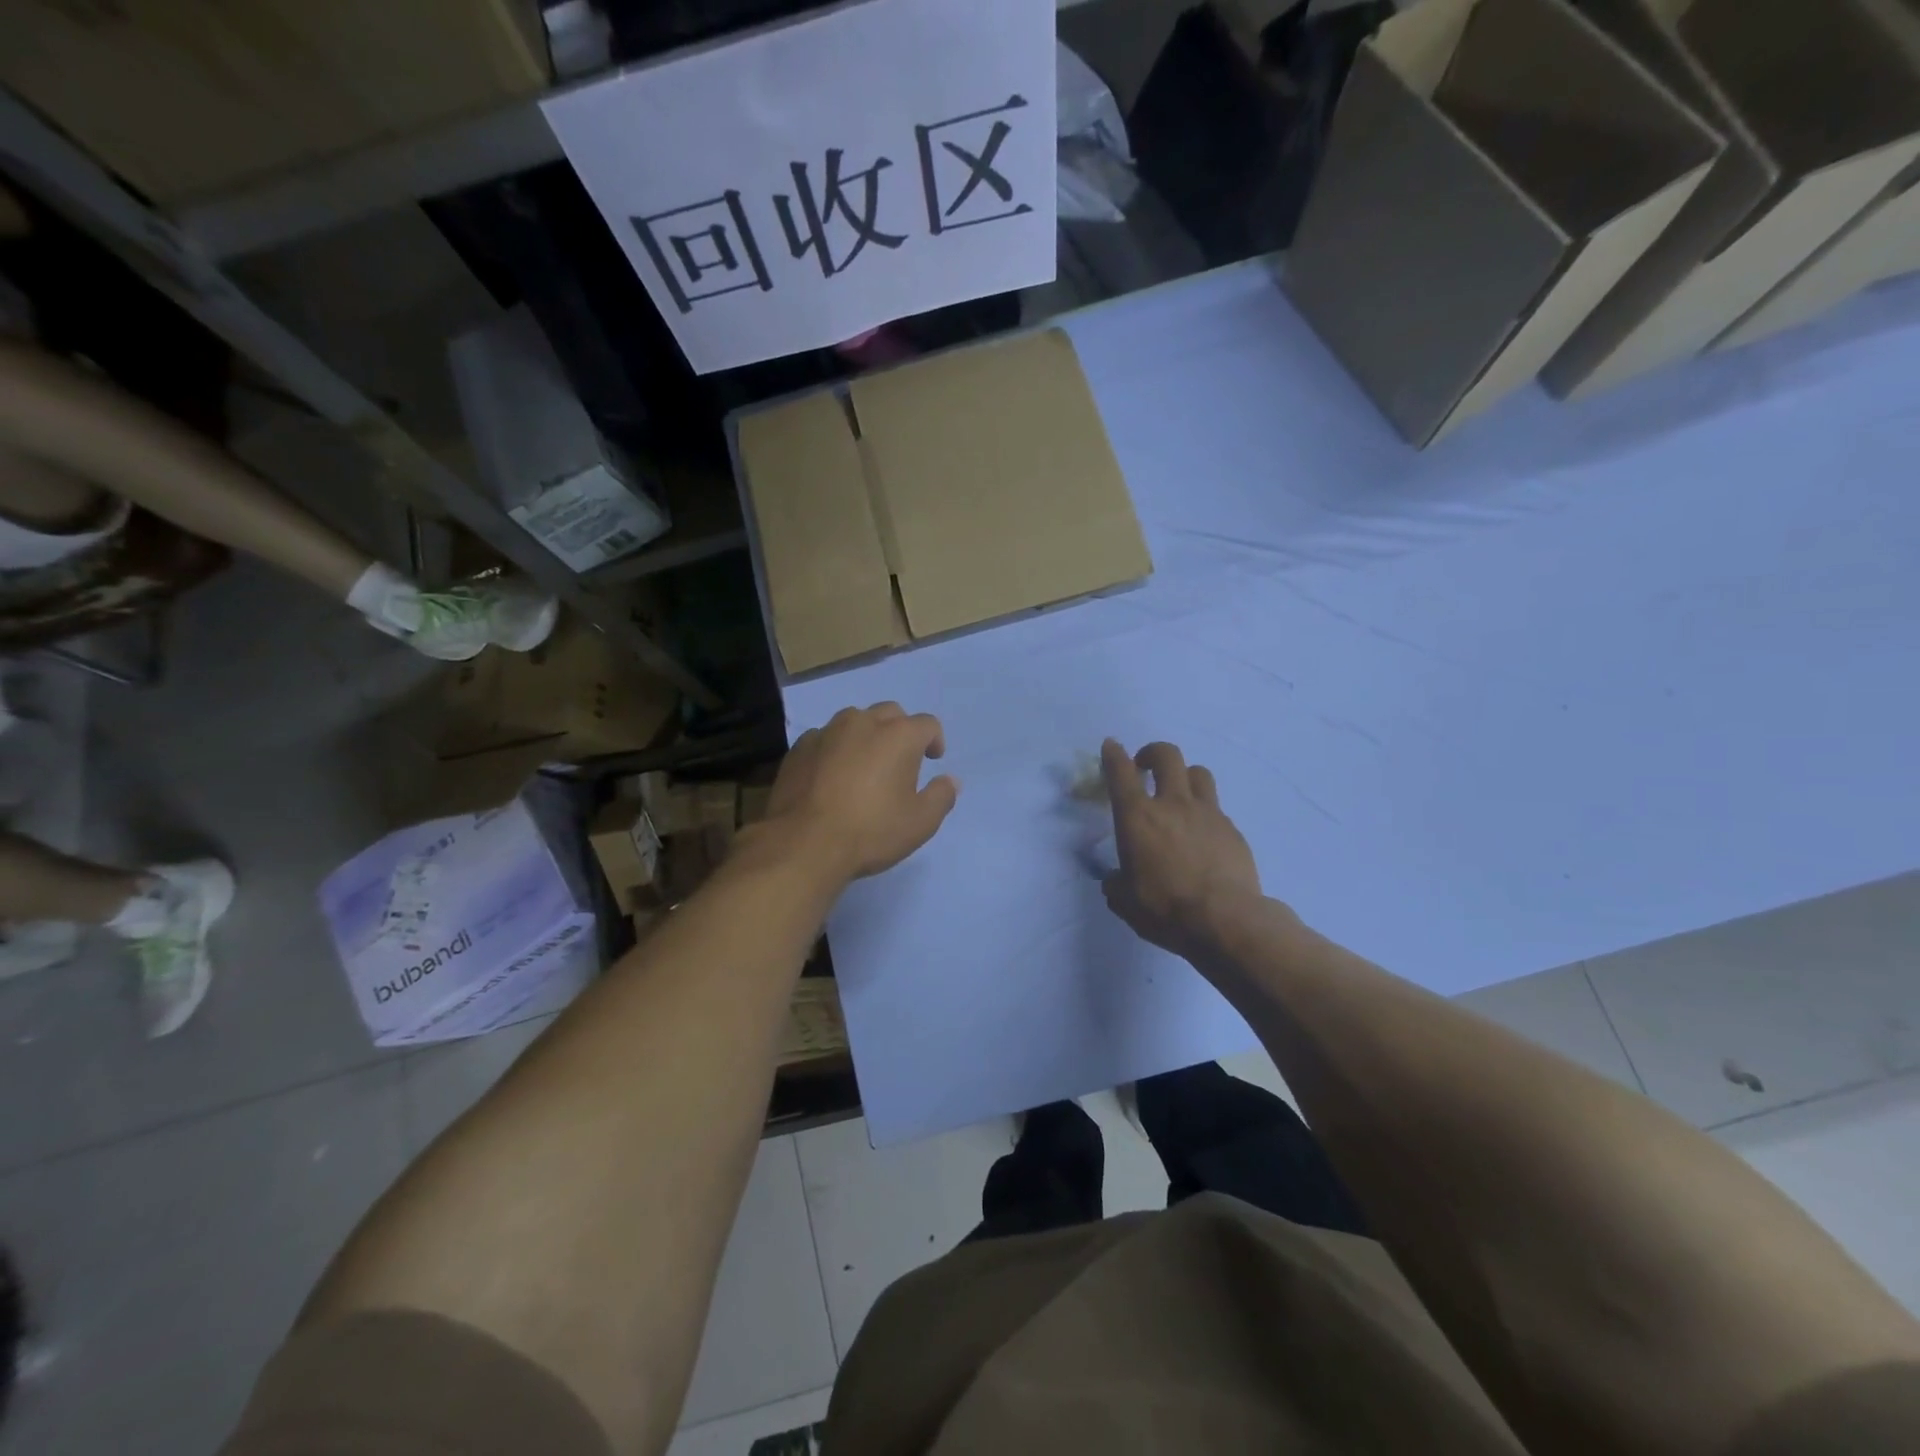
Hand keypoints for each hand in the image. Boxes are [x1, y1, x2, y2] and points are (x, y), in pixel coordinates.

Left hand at [766, 704, 958, 883]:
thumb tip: (950, 780)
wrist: (804, 843)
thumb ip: (941, 796)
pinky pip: (826, 738)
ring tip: (864, 765)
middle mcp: (863, 722)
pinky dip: (835, 749)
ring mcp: (827, 732)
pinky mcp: (800, 747)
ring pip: (854, 720)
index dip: (934, 740)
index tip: (932, 760)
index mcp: (899, 735)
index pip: (927, 724)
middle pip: (890, 713)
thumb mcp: (920, 823)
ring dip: (866, 736)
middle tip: (900, 761)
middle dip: (900, 731)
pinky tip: (832, 776)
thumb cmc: (871, 831)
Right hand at [1100, 739, 1261, 961]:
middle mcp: (1172, 804)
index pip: (1121, 772)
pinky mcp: (1232, 830)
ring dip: (1184, 776)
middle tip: (1146, 766)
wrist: (1225, 920)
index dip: (1114, 755)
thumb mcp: (1125, 901)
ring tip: (1179, 794)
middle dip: (1153, 753)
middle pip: (1167, 756)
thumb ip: (1116, 884)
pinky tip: (1203, 837)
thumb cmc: (1165, 908)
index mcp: (1138, 817)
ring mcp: (1207, 813)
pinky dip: (1205, 814)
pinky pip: (1216, 809)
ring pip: (1198, 773)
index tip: (1112, 746)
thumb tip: (1114, 880)